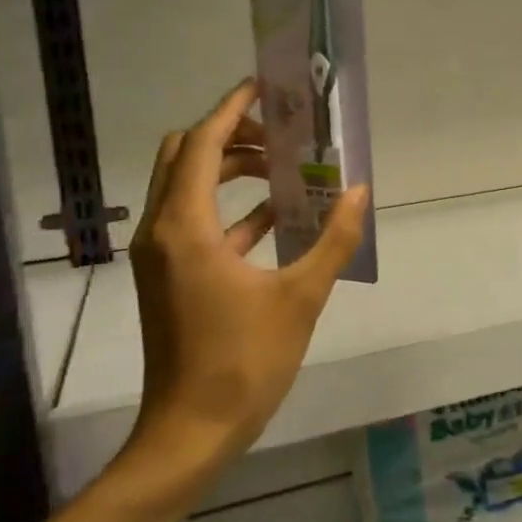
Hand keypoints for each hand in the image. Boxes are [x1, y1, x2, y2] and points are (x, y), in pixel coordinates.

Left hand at [119, 79, 370, 489]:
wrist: (189, 433)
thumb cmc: (243, 362)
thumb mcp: (301, 297)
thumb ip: (334, 239)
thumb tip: (359, 192)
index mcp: (186, 227)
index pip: (204, 144)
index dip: (232, 109)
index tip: (264, 87)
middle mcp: (162, 230)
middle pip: (186, 156)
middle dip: (231, 135)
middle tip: (281, 132)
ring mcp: (161, 255)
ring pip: (188, 187)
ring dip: (231, 169)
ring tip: (285, 167)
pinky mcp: (170, 276)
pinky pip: (196, 222)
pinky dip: (231, 207)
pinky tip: (277, 216)